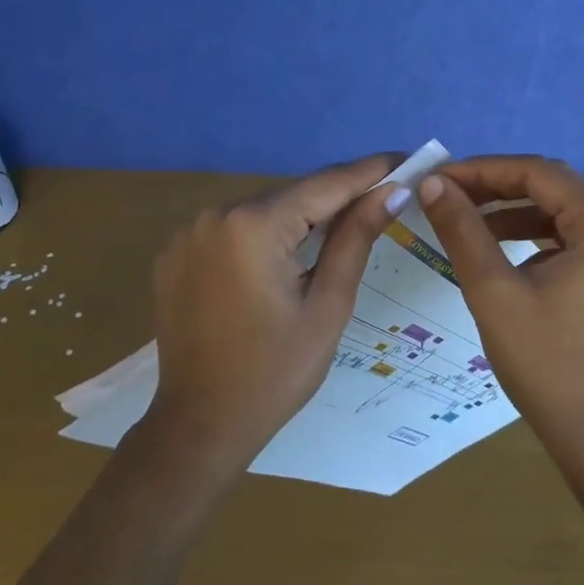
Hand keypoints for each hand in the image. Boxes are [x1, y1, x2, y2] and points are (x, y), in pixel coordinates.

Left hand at [143, 154, 408, 473]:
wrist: (200, 424)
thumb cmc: (276, 372)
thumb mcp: (328, 305)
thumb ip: (356, 238)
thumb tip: (393, 191)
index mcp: (253, 226)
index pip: (325, 184)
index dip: (370, 171)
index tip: (407, 160)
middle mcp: (214, 215)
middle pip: (292, 195)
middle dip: (338, 197)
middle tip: (384, 198)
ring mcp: (188, 233)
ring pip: (263, 210)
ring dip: (301, 216)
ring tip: (343, 227)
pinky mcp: (175, 253)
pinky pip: (233, 230)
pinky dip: (265, 235)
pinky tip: (287, 258)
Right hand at [417, 155, 583, 463]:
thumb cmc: (547, 363)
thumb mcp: (494, 291)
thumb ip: (462, 230)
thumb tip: (432, 184)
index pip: (537, 172)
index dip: (481, 170)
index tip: (436, 178)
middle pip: (551, 187)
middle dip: (495, 188)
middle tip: (444, 195)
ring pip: (559, 213)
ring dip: (510, 212)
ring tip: (462, 221)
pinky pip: (569, 239)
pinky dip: (531, 237)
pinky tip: (497, 250)